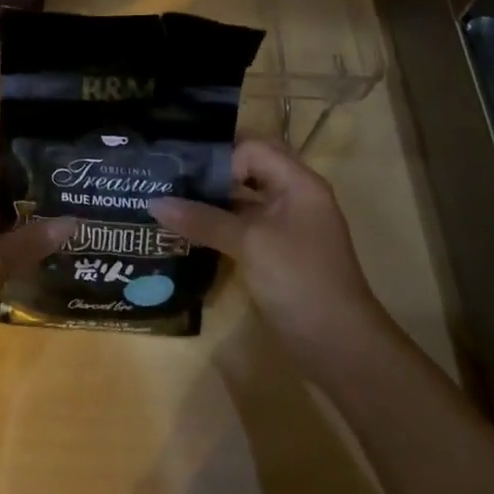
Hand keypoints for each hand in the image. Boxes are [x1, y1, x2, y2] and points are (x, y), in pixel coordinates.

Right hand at [151, 135, 383, 365]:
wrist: (338, 345)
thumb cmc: (298, 280)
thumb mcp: (248, 243)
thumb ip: (203, 219)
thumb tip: (154, 203)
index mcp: (298, 182)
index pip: (252, 148)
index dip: (220, 156)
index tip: (186, 173)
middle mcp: (295, 196)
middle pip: (250, 167)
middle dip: (214, 169)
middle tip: (174, 174)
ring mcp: (287, 225)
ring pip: (245, 196)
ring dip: (214, 197)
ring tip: (172, 198)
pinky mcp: (277, 251)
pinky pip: (245, 224)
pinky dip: (220, 222)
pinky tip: (190, 229)